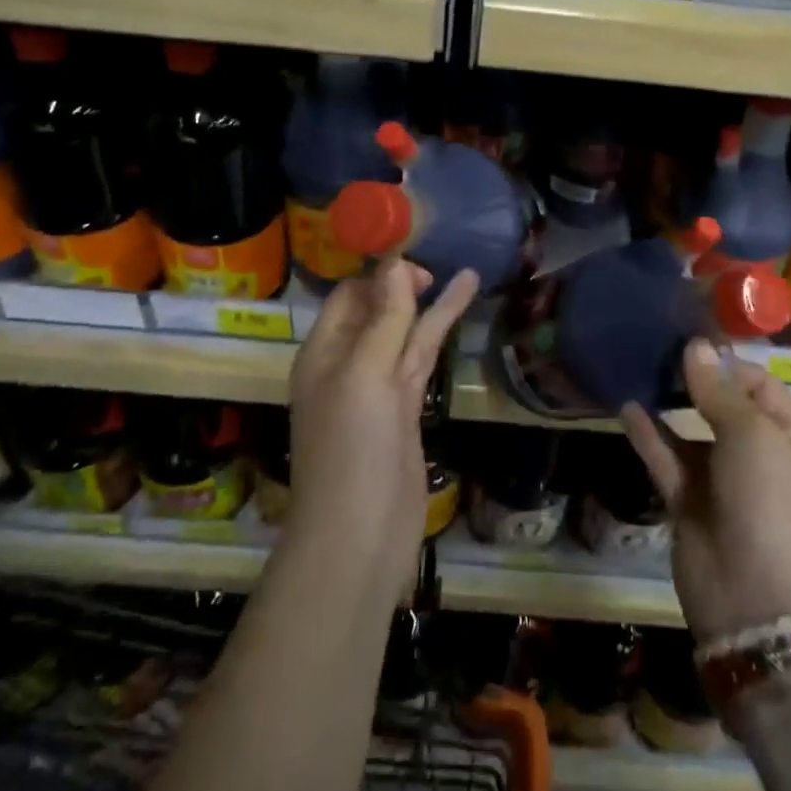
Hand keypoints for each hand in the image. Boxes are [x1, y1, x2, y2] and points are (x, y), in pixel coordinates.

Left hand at [285, 259, 478, 602]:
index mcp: (323, 352)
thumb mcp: (364, 375)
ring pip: (405, 332)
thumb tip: (394, 262)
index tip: (414, 253)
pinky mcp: (405, 408)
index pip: (349, 295)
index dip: (378, 272)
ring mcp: (378, 387)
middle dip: (404, 283)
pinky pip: (421, 357)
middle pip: (377, 309)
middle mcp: (347, 364)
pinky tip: (463, 303)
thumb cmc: (352, 449)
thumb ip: (384, 318)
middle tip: (437, 265)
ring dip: (430, 302)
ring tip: (466, 271)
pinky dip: (441, 330)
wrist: (360, 537)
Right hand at [621, 340, 790, 643]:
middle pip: (722, 405)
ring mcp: (719, 480)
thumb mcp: (752, 434)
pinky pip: (666, 458)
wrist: (754, 596)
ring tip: (638, 369)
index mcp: (788, 438)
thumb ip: (718, 390)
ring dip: (667, 403)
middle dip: (694, 379)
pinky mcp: (687, 502)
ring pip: (689, 432)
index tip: (691, 342)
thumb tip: (696, 345)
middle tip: (658, 349)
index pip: (760, 386)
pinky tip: (626, 405)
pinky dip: (648, 434)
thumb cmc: (768, 500)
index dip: (729, 364)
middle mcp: (755, 455)